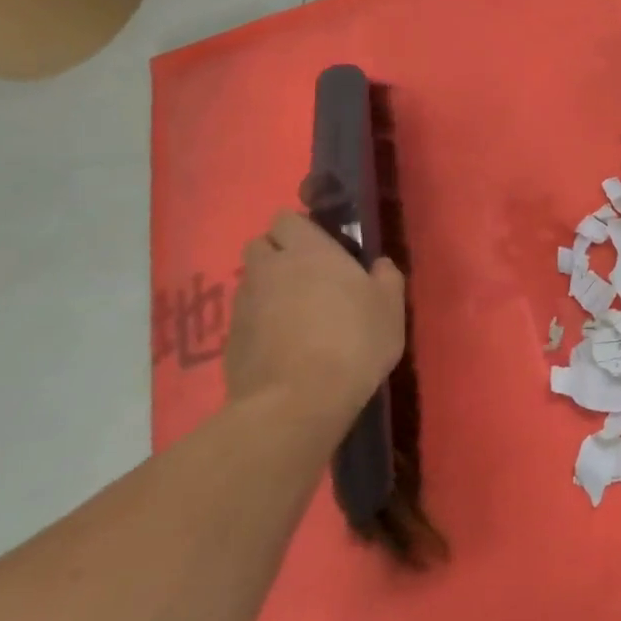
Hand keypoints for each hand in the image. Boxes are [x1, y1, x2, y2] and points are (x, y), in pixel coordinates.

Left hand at [225, 212, 406, 426]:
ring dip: (269, 288)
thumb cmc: (353, 341)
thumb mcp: (390, 307)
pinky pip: (245, 317)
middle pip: (260, 245)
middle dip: (278, 254)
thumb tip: (379, 265)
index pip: (286, 219)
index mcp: (308, 251)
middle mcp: (269, 269)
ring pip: (251, 281)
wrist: (297, 401)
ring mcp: (244, 304)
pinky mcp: (230, 340)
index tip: (324, 247)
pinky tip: (283, 344)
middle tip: (308, 276)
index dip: (301, 230)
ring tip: (296, 314)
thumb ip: (386, 277)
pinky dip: (260, 323)